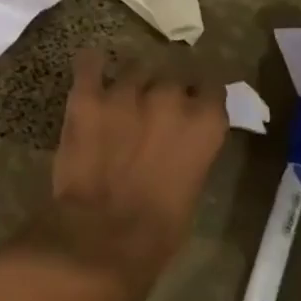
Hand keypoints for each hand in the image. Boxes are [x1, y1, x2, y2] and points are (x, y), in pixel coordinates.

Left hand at [21, 49, 228, 300]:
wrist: (101, 238)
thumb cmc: (157, 231)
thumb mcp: (192, 187)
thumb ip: (191, 151)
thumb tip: (180, 141)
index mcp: (204, 122)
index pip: (213, 85)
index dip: (201, 93)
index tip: (194, 100)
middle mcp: (169, 97)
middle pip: (172, 72)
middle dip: (165, 87)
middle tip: (154, 107)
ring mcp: (125, 92)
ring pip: (134, 67)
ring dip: (132, 81)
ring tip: (122, 97)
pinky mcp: (86, 97)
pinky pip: (90, 63)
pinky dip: (92, 65)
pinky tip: (92, 69)